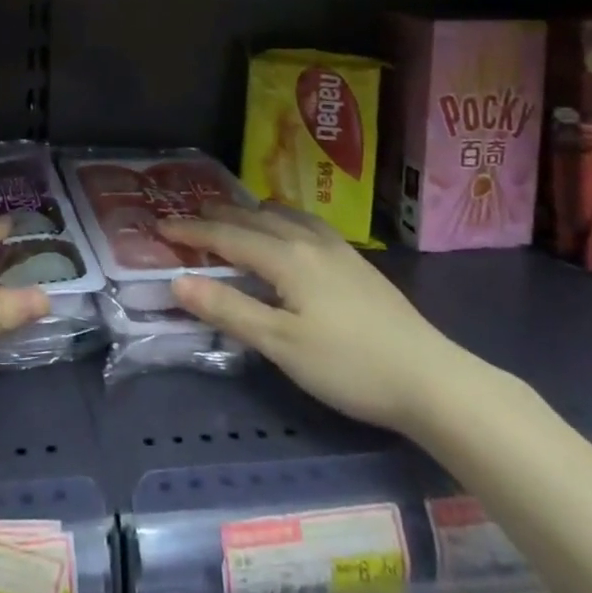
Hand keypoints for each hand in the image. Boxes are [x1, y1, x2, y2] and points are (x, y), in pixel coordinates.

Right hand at [161, 205, 475, 435]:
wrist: (431, 378)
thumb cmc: (349, 365)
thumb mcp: (281, 345)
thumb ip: (229, 309)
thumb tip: (178, 281)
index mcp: (286, 257)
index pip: (227, 236)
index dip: (191, 231)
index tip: (160, 226)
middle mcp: (309, 240)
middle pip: (253, 217)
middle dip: (218, 216)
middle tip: (189, 218)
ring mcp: (337, 248)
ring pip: (283, 215)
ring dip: (250, 214)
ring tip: (233, 219)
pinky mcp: (356, 262)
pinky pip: (306, 223)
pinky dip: (281, 219)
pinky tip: (289, 233)